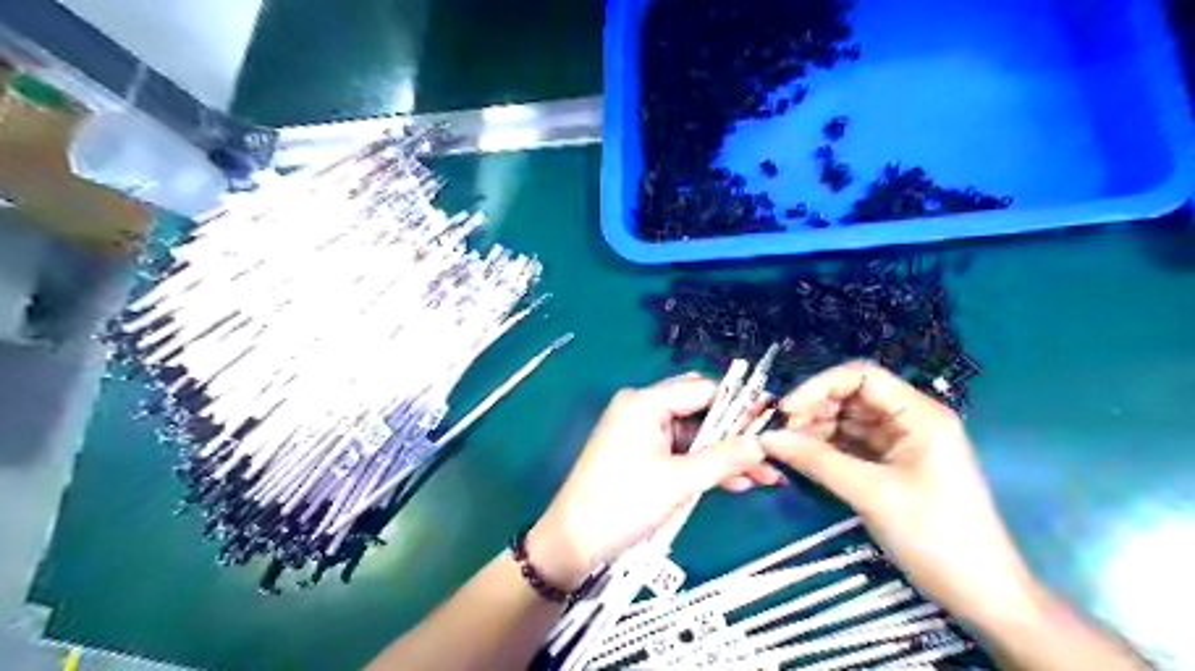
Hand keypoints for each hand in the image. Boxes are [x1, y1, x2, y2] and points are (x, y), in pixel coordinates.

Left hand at [533, 375, 774, 588]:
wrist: (574, 541)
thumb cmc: (624, 503)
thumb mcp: (679, 481)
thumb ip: (724, 459)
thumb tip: (762, 444)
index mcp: (644, 402)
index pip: (702, 390)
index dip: (739, 405)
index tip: (771, 420)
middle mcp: (642, 409)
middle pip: (700, 411)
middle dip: (735, 434)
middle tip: (769, 451)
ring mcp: (641, 432)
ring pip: (694, 435)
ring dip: (724, 455)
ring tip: (764, 475)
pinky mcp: (642, 454)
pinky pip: (681, 452)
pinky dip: (705, 465)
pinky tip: (736, 482)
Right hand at [761, 363, 1041, 627]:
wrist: (980, 594)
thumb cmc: (935, 536)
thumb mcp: (871, 494)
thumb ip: (817, 461)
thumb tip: (766, 438)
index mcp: (918, 414)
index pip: (861, 376)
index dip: (819, 386)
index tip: (786, 411)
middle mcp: (909, 420)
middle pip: (851, 397)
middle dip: (813, 410)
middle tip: (780, 435)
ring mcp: (900, 444)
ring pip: (846, 422)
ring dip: (815, 431)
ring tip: (785, 449)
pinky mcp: (891, 467)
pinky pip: (850, 446)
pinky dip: (825, 450)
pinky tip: (802, 460)